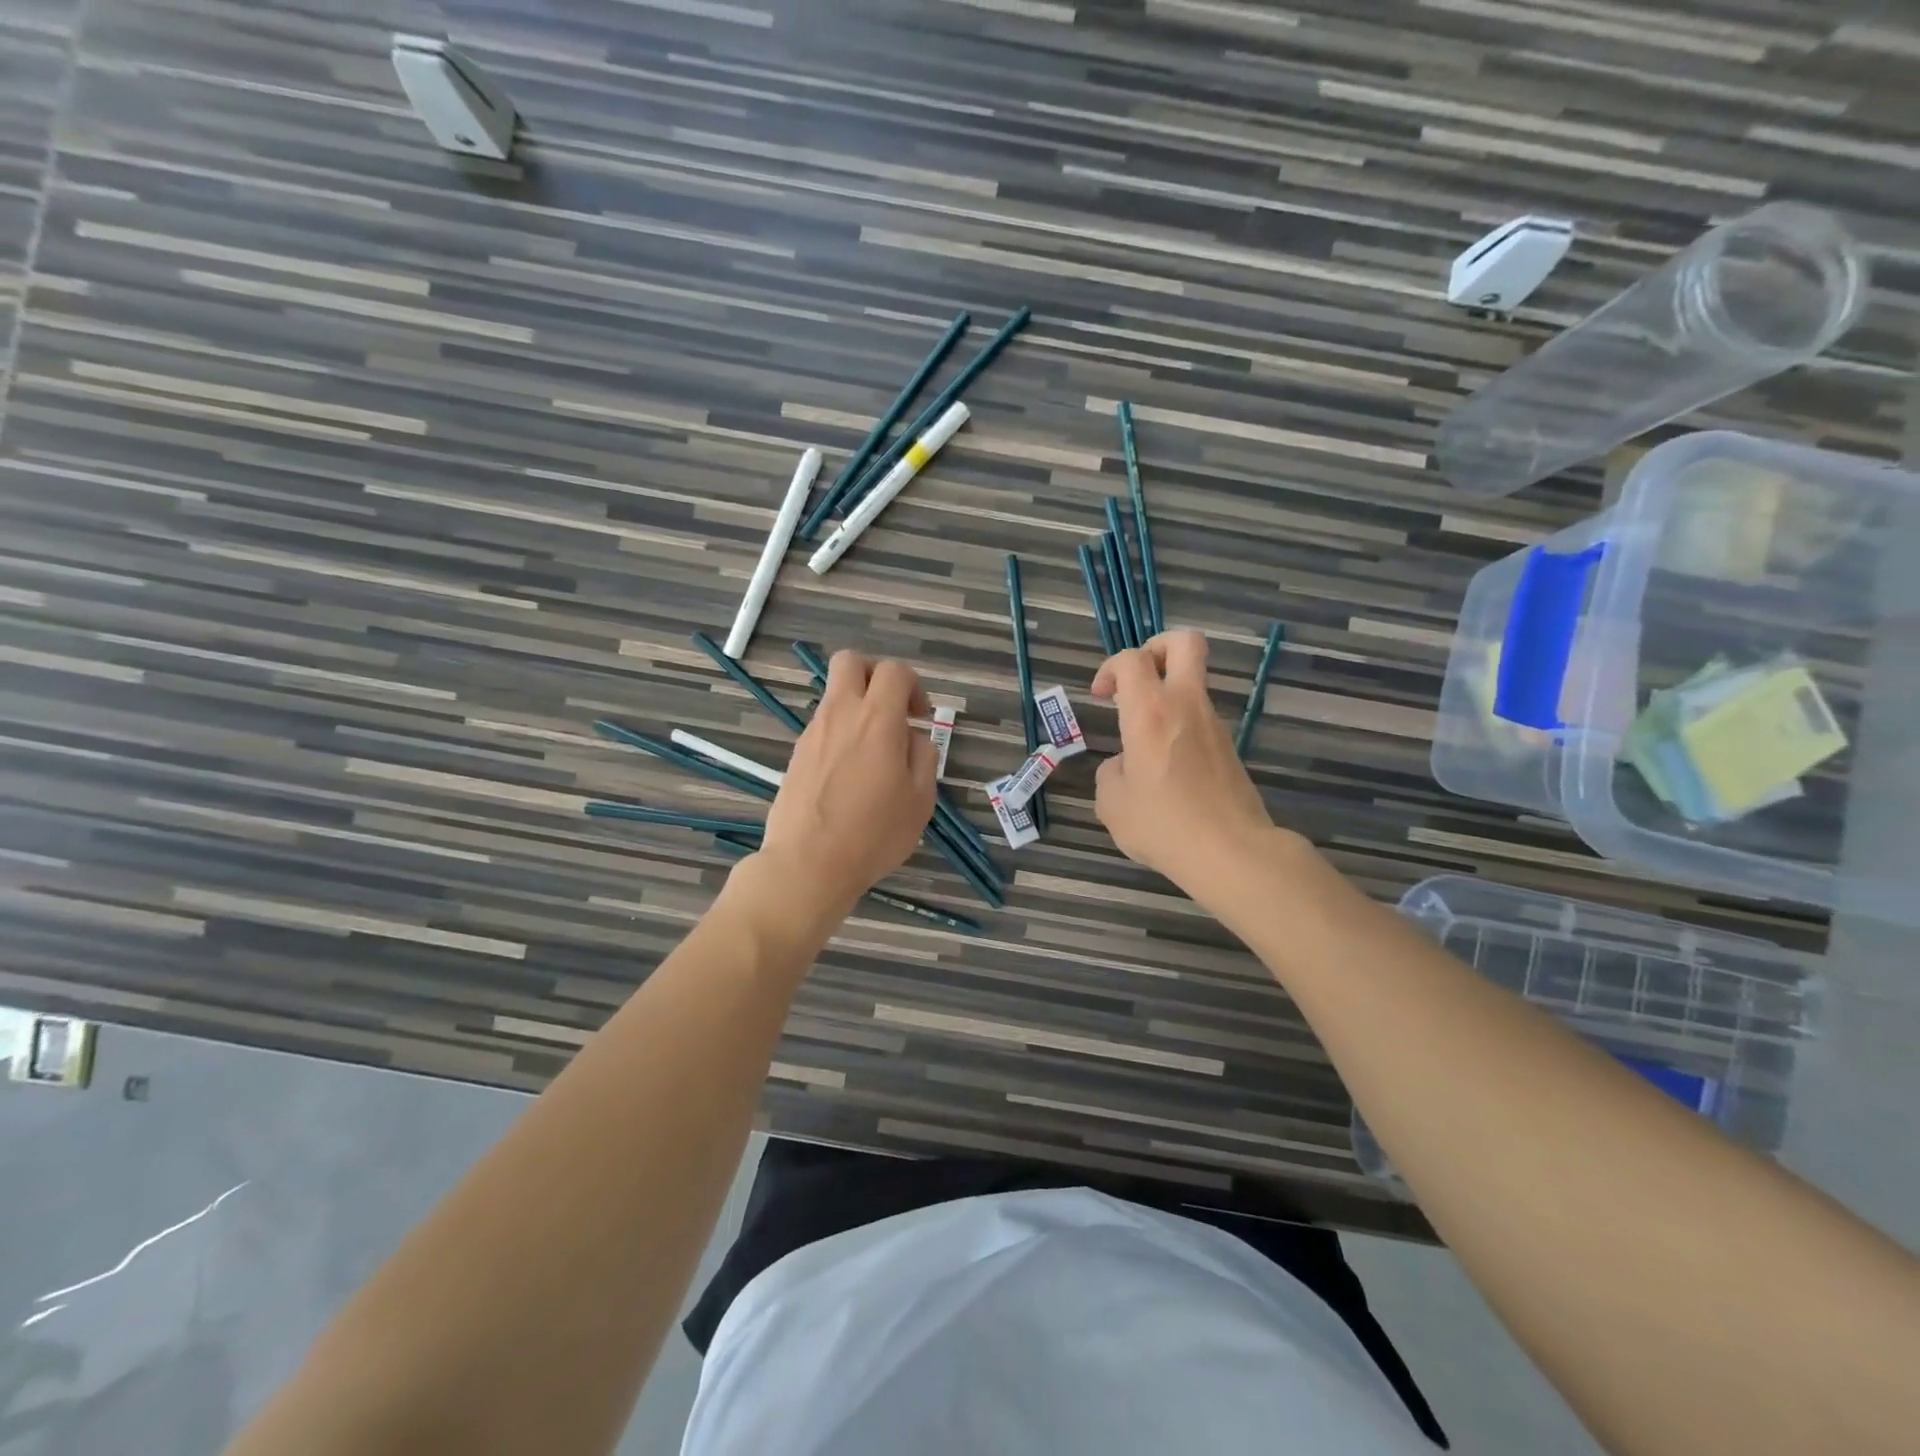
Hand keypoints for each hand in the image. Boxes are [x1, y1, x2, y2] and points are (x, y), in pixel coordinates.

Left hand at [756, 650, 937, 918]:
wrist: (808, 864)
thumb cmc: (874, 834)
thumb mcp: (920, 799)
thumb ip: (922, 756)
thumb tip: (911, 737)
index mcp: (877, 720)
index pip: (894, 671)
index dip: (913, 685)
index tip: (919, 717)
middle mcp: (841, 714)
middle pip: (850, 661)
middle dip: (874, 674)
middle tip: (890, 709)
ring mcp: (813, 733)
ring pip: (834, 695)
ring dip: (856, 708)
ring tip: (871, 754)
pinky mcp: (796, 754)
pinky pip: (822, 726)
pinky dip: (839, 734)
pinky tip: (848, 775)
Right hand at [1091, 631, 1277, 897]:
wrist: (1232, 852)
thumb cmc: (1164, 825)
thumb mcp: (1112, 804)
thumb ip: (1111, 773)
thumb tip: (1127, 764)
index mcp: (1150, 712)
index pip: (1132, 659)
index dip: (1110, 667)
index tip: (1101, 695)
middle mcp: (1186, 705)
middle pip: (1185, 642)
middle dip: (1157, 647)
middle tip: (1137, 678)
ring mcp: (1214, 724)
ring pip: (1194, 682)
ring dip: (1167, 694)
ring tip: (1145, 739)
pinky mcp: (1229, 747)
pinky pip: (1200, 718)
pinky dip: (1180, 726)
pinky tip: (1167, 768)